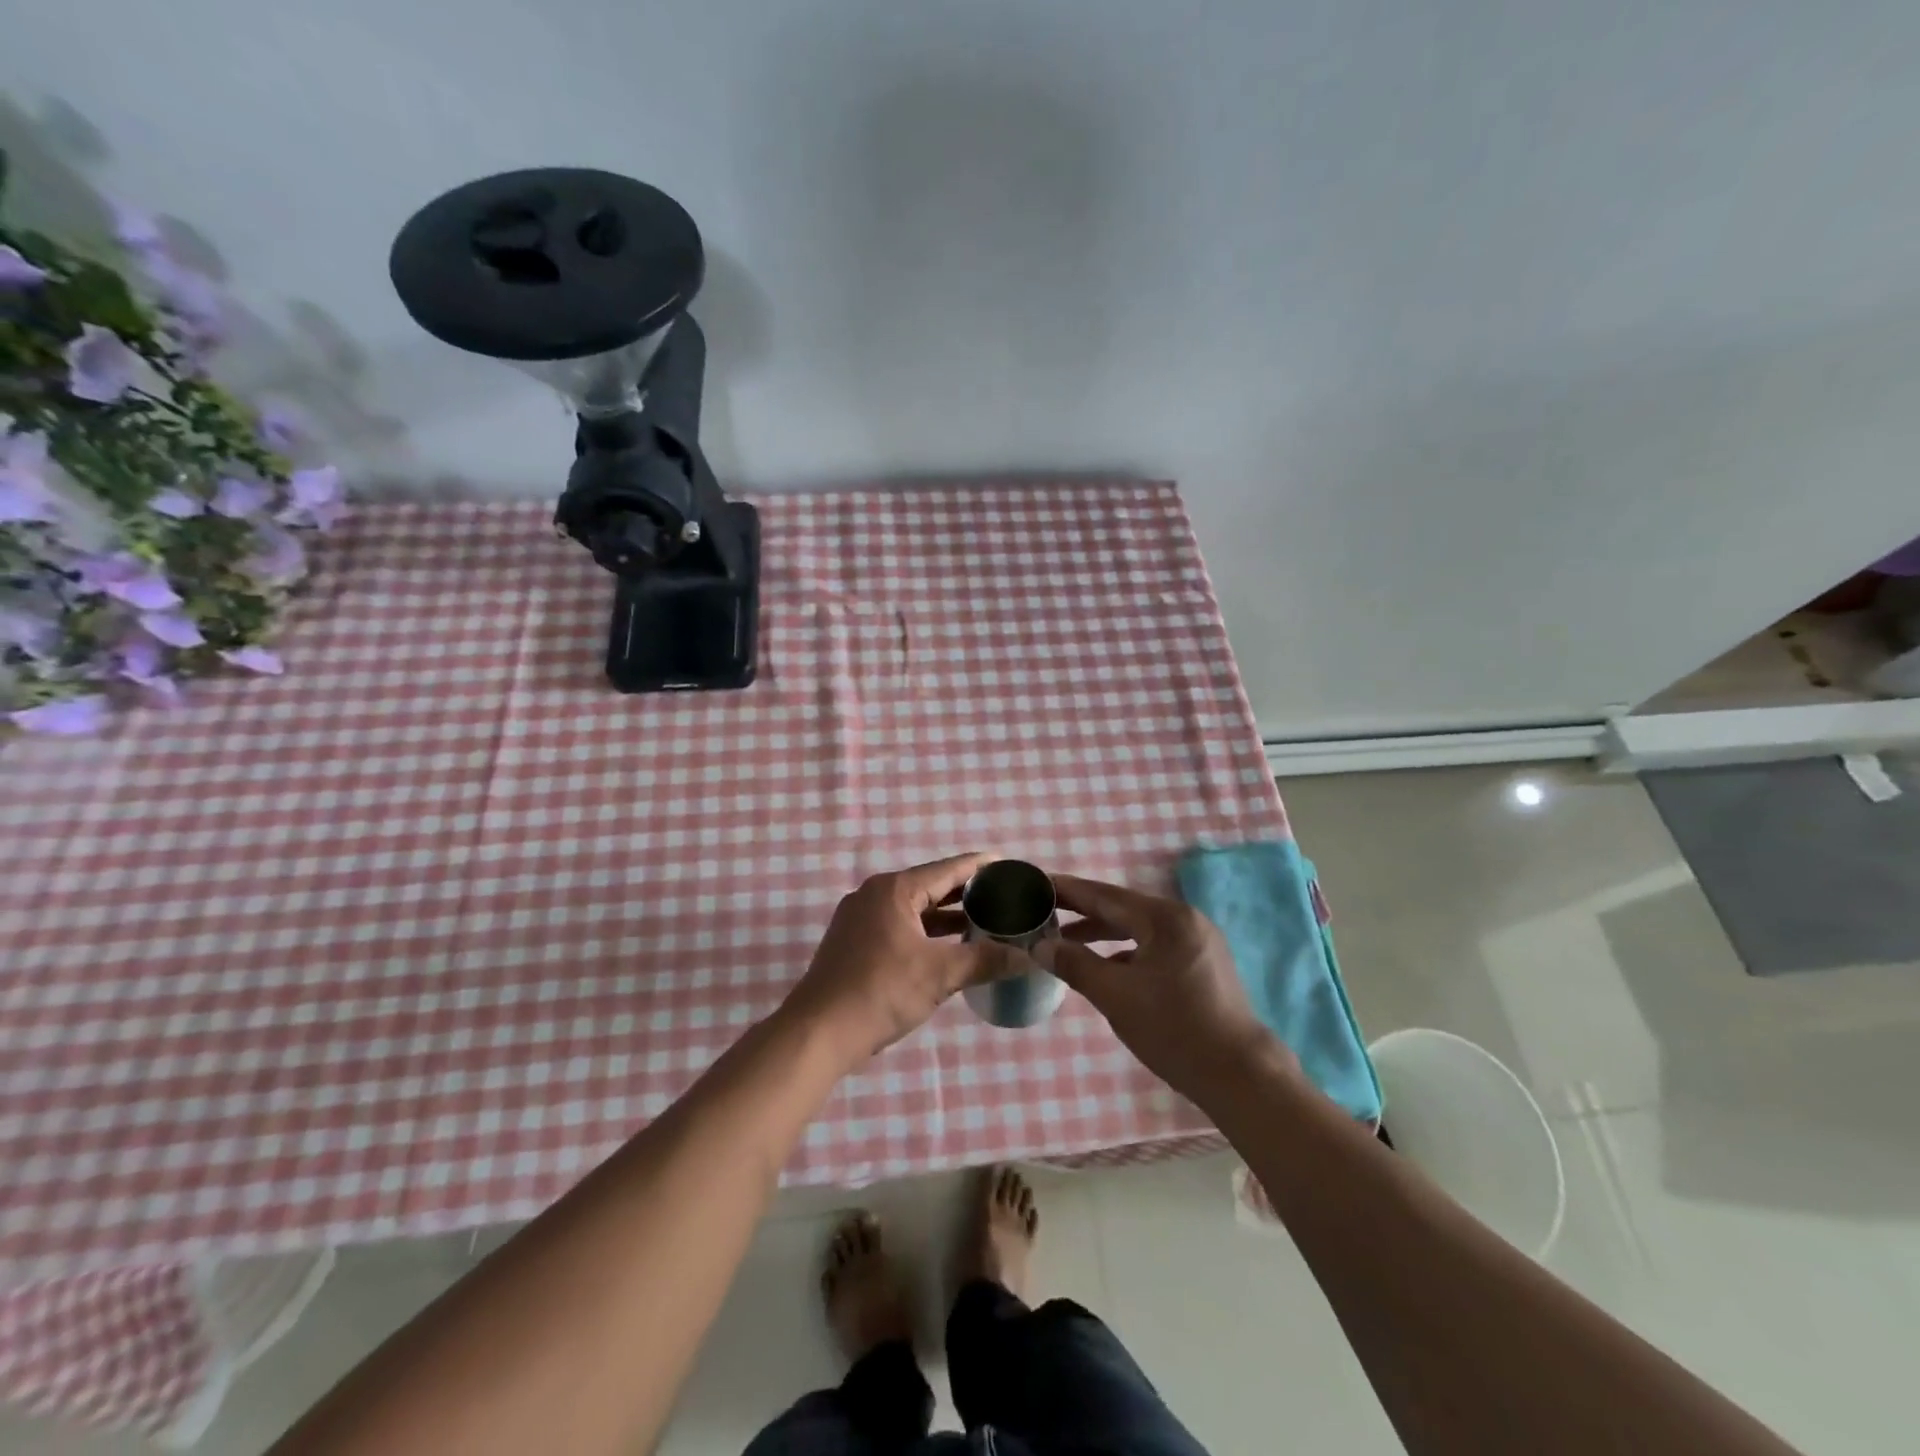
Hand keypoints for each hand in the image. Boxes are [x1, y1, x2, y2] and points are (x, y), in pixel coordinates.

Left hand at [785, 852, 1019, 1066]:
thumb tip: (1029, 958)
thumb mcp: (940, 975)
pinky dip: (926, 931)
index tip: (1009, 866)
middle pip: (930, 886)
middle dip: (966, 893)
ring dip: (946, 916)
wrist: (818, 1032)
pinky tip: (948, 947)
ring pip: (914, 909)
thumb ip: (985, 960)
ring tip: (984, 922)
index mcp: (895, 890)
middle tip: (1004, 897)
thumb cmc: (881, 992)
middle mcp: (875, 894)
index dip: (980, 867)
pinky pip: (899, 925)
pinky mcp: (854, 941)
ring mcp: (860, 918)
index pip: (948, 869)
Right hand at [1043, 873, 1287, 1101]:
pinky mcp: (1203, 964)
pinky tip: (1106, 967)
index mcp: (1165, 918)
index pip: (1105, 895)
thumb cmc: (1174, 1030)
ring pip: (1139, 929)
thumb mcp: (1115, 996)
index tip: (1037, 883)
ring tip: (1066, 940)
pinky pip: (1154, 946)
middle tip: (1044, 910)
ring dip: (1103, 933)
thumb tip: (1040, 946)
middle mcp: (1184, 919)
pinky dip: (1126, 951)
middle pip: (1122, 908)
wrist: (1240, 1075)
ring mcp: (1198, 941)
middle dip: (1082, 912)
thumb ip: (1075, 965)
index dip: (1068, 890)